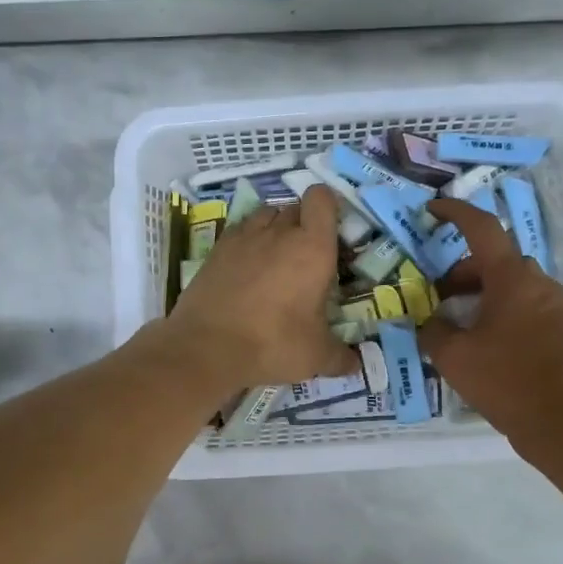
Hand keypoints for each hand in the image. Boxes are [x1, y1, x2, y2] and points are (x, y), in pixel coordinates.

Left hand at [159, 184, 358, 392]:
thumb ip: (340, 357)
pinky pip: (240, 230)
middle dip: (304, 224)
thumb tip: (356, 364)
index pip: (322, 199)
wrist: (207, 346)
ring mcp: (245, 237)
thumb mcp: (315, 356)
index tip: (330, 231)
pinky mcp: (218, 248)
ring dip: (275, 228)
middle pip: (296, 208)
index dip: (327, 207)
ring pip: (266, 215)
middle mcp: (279, 232)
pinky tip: (247, 267)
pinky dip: (248, 241)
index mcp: (312, 248)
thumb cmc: (273, 343)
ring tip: (276, 258)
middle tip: (306, 257)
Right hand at [420, 198, 562, 450]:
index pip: (482, 228)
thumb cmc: (504, 382)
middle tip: (435, 294)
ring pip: (511, 283)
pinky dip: (501, 308)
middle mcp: (538, 283)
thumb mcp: (453, 357)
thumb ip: (433, 330)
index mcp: (512, 279)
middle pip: (495, 259)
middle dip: (461, 270)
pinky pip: (526, 303)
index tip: (432, 210)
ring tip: (457, 321)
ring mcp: (555, 305)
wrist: (562, 424)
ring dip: (481, 291)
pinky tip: (484, 340)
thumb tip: (431, 320)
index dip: (455, 213)